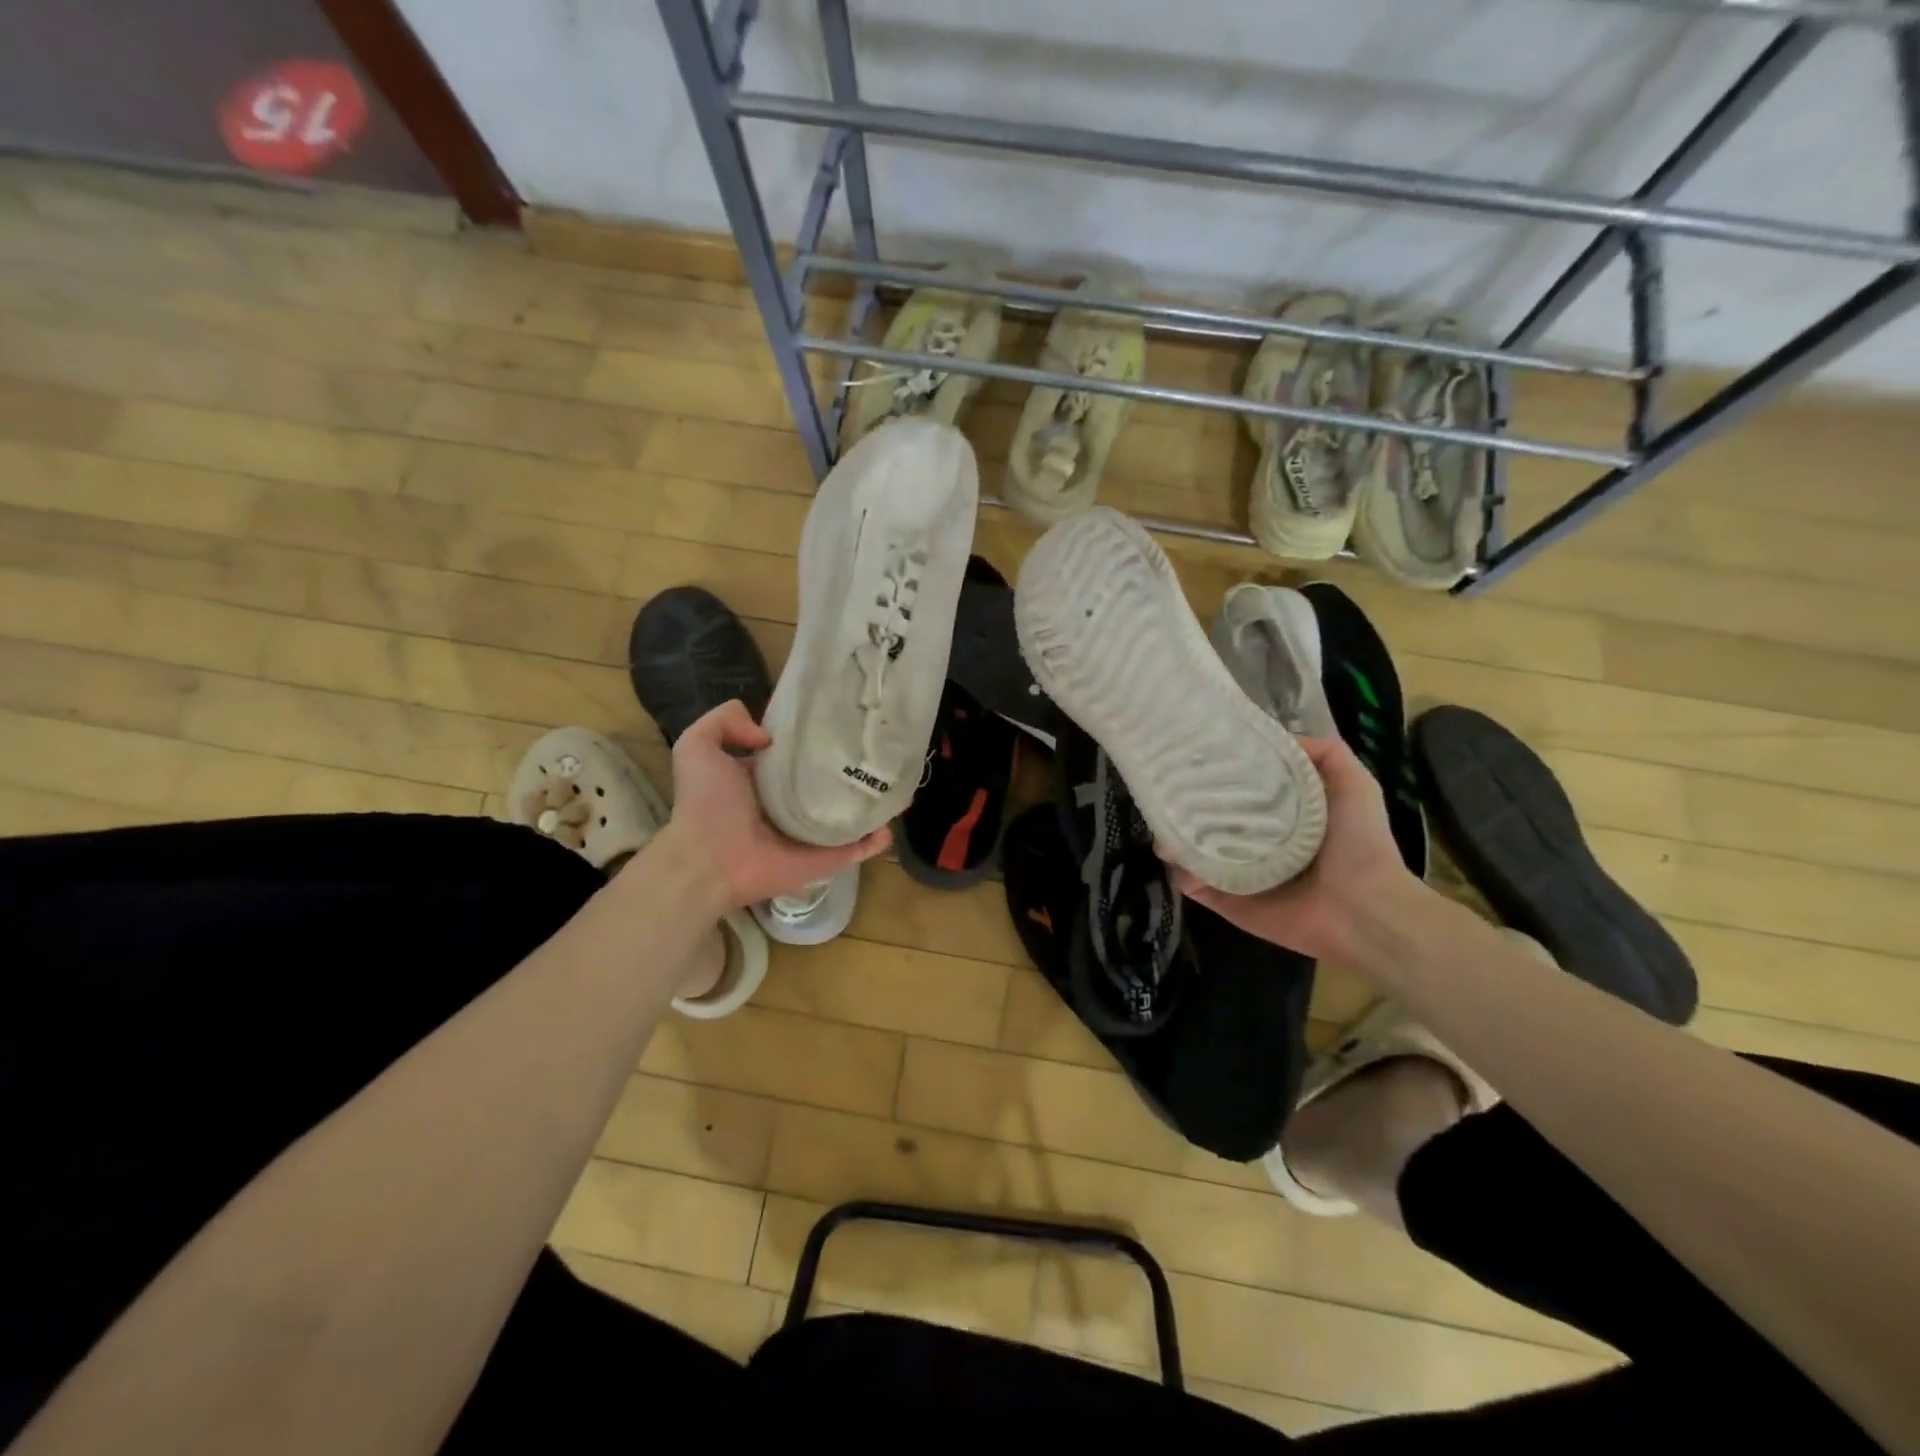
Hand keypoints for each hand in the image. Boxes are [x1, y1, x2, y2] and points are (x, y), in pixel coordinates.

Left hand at [655, 700, 889, 909]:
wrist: (709, 861)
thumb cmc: (706, 803)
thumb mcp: (698, 746)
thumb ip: (725, 720)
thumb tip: (770, 736)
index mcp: (765, 780)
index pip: (798, 755)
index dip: (816, 738)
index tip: (842, 720)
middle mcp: (791, 805)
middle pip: (829, 783)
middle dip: (851, 768)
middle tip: (877, 747)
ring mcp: (812, 834)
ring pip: (849, 814)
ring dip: (870, 801)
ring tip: (895, 780)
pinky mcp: (826, 859)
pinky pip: (858, 847)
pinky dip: (877, 838)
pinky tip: (890, 822)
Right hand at [1171, 735, 1418, 961]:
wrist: (1365, 910)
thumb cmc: (1360, 845)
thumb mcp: (1353, 784)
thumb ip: (1323, 754)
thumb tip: (1271, 736)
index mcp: (1276, 815)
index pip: (1236, 788)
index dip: (1216, 771)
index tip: (1193, 754)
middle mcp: (1251, 841)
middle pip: (1206, 817)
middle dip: (1184, 803)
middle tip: (1166, 788)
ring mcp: (1234, 872)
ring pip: (1190, 849)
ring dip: (1173, 836)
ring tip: (1163, 821)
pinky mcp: (1225, 900)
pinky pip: (1191, 883)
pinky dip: (1179, 871)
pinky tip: (1174, 853)